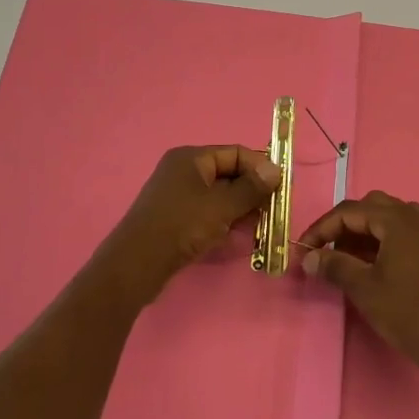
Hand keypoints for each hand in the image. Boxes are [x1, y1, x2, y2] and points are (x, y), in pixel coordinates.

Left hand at [99, 144, 280, 302]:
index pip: (235, 153)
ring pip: (220, 196)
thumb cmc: (181, 226)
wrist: (136, 264)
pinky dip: (225, 221)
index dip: (260, 167)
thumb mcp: (221, 206)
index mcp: (191, 158)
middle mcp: (183, 171)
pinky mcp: (175, 218)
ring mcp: (178, 196)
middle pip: (228, 174)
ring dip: (241, 209)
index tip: (281, 187)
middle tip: (274, 211)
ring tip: (260, 227)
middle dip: (252, 192)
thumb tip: (276, 169)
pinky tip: (238, 237)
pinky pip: (208, 213)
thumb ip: (251, 188)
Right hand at [298, 192, 418, 369]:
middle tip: (328, 250)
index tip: (305, 248)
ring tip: (350, 258)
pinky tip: (377, 263)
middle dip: (345, 225)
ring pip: (391, 217)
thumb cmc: (405, 311)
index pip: (350, 211)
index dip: (323, 228)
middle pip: (372, 207)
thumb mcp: (363, 287)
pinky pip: (407, 231)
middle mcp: (416, 216)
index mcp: (397, 219)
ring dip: (366, 231)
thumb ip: (334, 265)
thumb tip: (308, 257)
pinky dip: (386, 239)